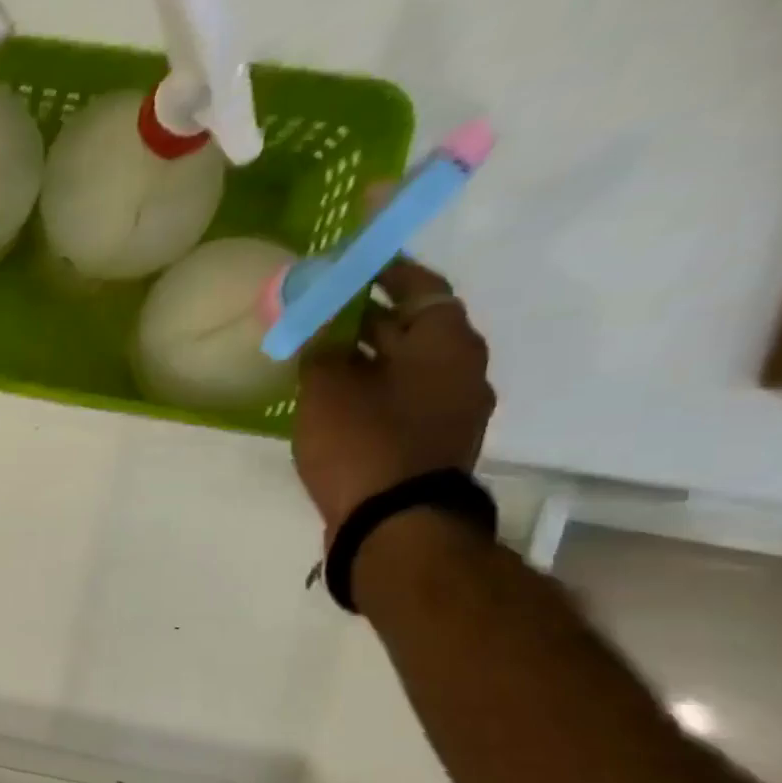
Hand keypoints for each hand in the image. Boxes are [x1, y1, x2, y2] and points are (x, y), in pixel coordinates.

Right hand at [293, 256, 495, 541]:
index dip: (385, 269)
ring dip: (369, 357)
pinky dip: (372, 389)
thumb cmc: (362, 442)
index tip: (355, 258)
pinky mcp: (432, 443)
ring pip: (406, 367)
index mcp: (446, 342)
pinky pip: (402, 399)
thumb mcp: (327, 389)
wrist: (394, 523)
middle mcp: (461, 369)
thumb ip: (322, 350)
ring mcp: (451, 410)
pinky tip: (335, 398)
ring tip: (322, 355)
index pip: (419, 286)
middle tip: (326, 309)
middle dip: (369, 316)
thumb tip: (320, 332)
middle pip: (414, 327)